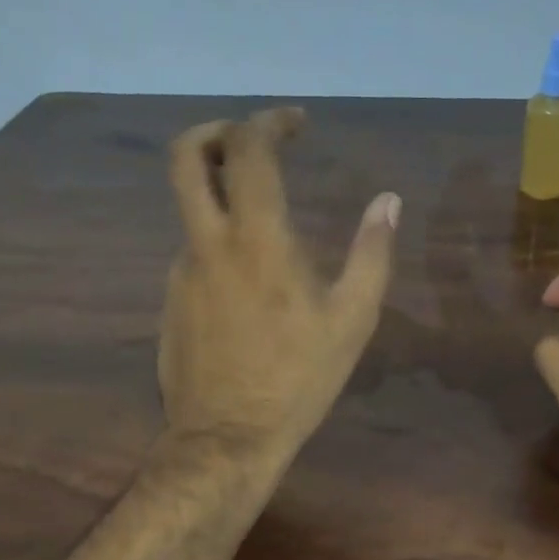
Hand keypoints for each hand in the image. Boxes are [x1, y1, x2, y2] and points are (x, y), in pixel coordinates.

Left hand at [158, 108, 399, 471]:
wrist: (227, 438)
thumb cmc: (297, 379)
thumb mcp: (352, 320)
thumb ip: (372, 253)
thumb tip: (388, 201)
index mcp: (256, 239)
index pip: (248, 149)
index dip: (269, 121)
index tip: (296, 125)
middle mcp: (208, 243)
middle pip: (184, 157)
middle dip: (214, 131)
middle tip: (248, 141)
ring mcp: (181, 273)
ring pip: (190, 212)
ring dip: (221, 199)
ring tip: (266, 231)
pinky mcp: (170, 303)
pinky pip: (193, 256)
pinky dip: (218, 247)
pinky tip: (248, 287)